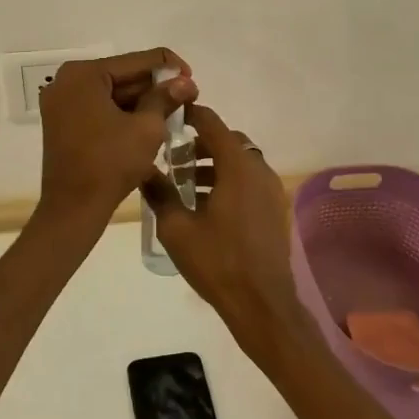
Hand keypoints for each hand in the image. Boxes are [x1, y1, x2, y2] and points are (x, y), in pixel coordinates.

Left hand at [37, 48, 196, 222]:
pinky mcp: (62, 122)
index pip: (137, 61)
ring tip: (173, 113)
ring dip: (142, 101)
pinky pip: (99, 108)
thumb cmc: (110, 163)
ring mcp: (61, 102)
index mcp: (84, 74)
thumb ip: (166, 98)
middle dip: (155, 87)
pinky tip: (148, 123)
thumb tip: (186, 81)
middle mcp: (67, 81)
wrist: (73, 208)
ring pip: (112, 93)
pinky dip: (123, 113)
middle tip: (187, 99)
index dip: (170, 68)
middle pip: (123, 75)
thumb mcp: (147, 128)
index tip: (193, 83)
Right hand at [141, 105, 309, 351]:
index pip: (213, 123)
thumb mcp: (176, 228)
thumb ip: (159, 193)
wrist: (262, 304)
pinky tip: (206, 206)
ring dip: (214, 165)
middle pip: (229, 142)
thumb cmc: (217, 262)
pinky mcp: (275, 209)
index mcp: (237, 166)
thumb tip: (143, 169)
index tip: (170, 116)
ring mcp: (271, 190)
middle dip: (201, 144)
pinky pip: (249, 182)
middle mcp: (259, 170)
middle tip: (174, 158)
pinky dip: (229, 181)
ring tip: (185, 185)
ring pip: (240, 163)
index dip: (191, 115)